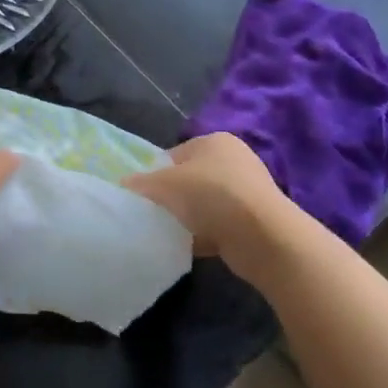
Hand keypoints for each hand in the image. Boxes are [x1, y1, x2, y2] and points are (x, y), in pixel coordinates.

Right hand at [123, 133, 291, 281]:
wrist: (264, 237)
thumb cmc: (210, 196)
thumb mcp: (164, 185)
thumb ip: (140, 184)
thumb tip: (123, 186)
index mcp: (214, 141)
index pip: (174, 155)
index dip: (155, 175)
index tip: (145, 197)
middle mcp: (234, 160)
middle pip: (189, 180)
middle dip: (173, 198)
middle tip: (157, 215)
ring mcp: (248, 191)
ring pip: (204, 204)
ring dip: (189, 218)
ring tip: (175, 233)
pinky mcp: (255, 221)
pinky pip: (219, 225)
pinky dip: (206, 235)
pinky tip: (194, 246)